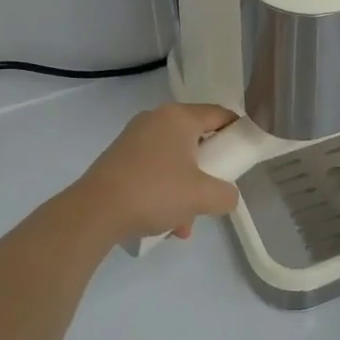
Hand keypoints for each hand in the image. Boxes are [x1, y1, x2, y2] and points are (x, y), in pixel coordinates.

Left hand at [74, 104, 242, 242]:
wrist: (94, 213)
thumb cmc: (155, 192)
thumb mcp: (203, 196)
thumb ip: (227, 194)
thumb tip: (227, 196)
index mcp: (179, 117)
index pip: (220, 114)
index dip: (237, 132)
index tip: (245, 154)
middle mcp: (155, 120)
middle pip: (196, 140)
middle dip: (207, 171)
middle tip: (213, 192)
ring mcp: (133, 139)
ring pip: (174, 161)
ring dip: (185, 190)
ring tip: (184, 223)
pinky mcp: (118, 159)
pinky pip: (153, 171)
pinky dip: (163, 192)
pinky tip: (163, 225)